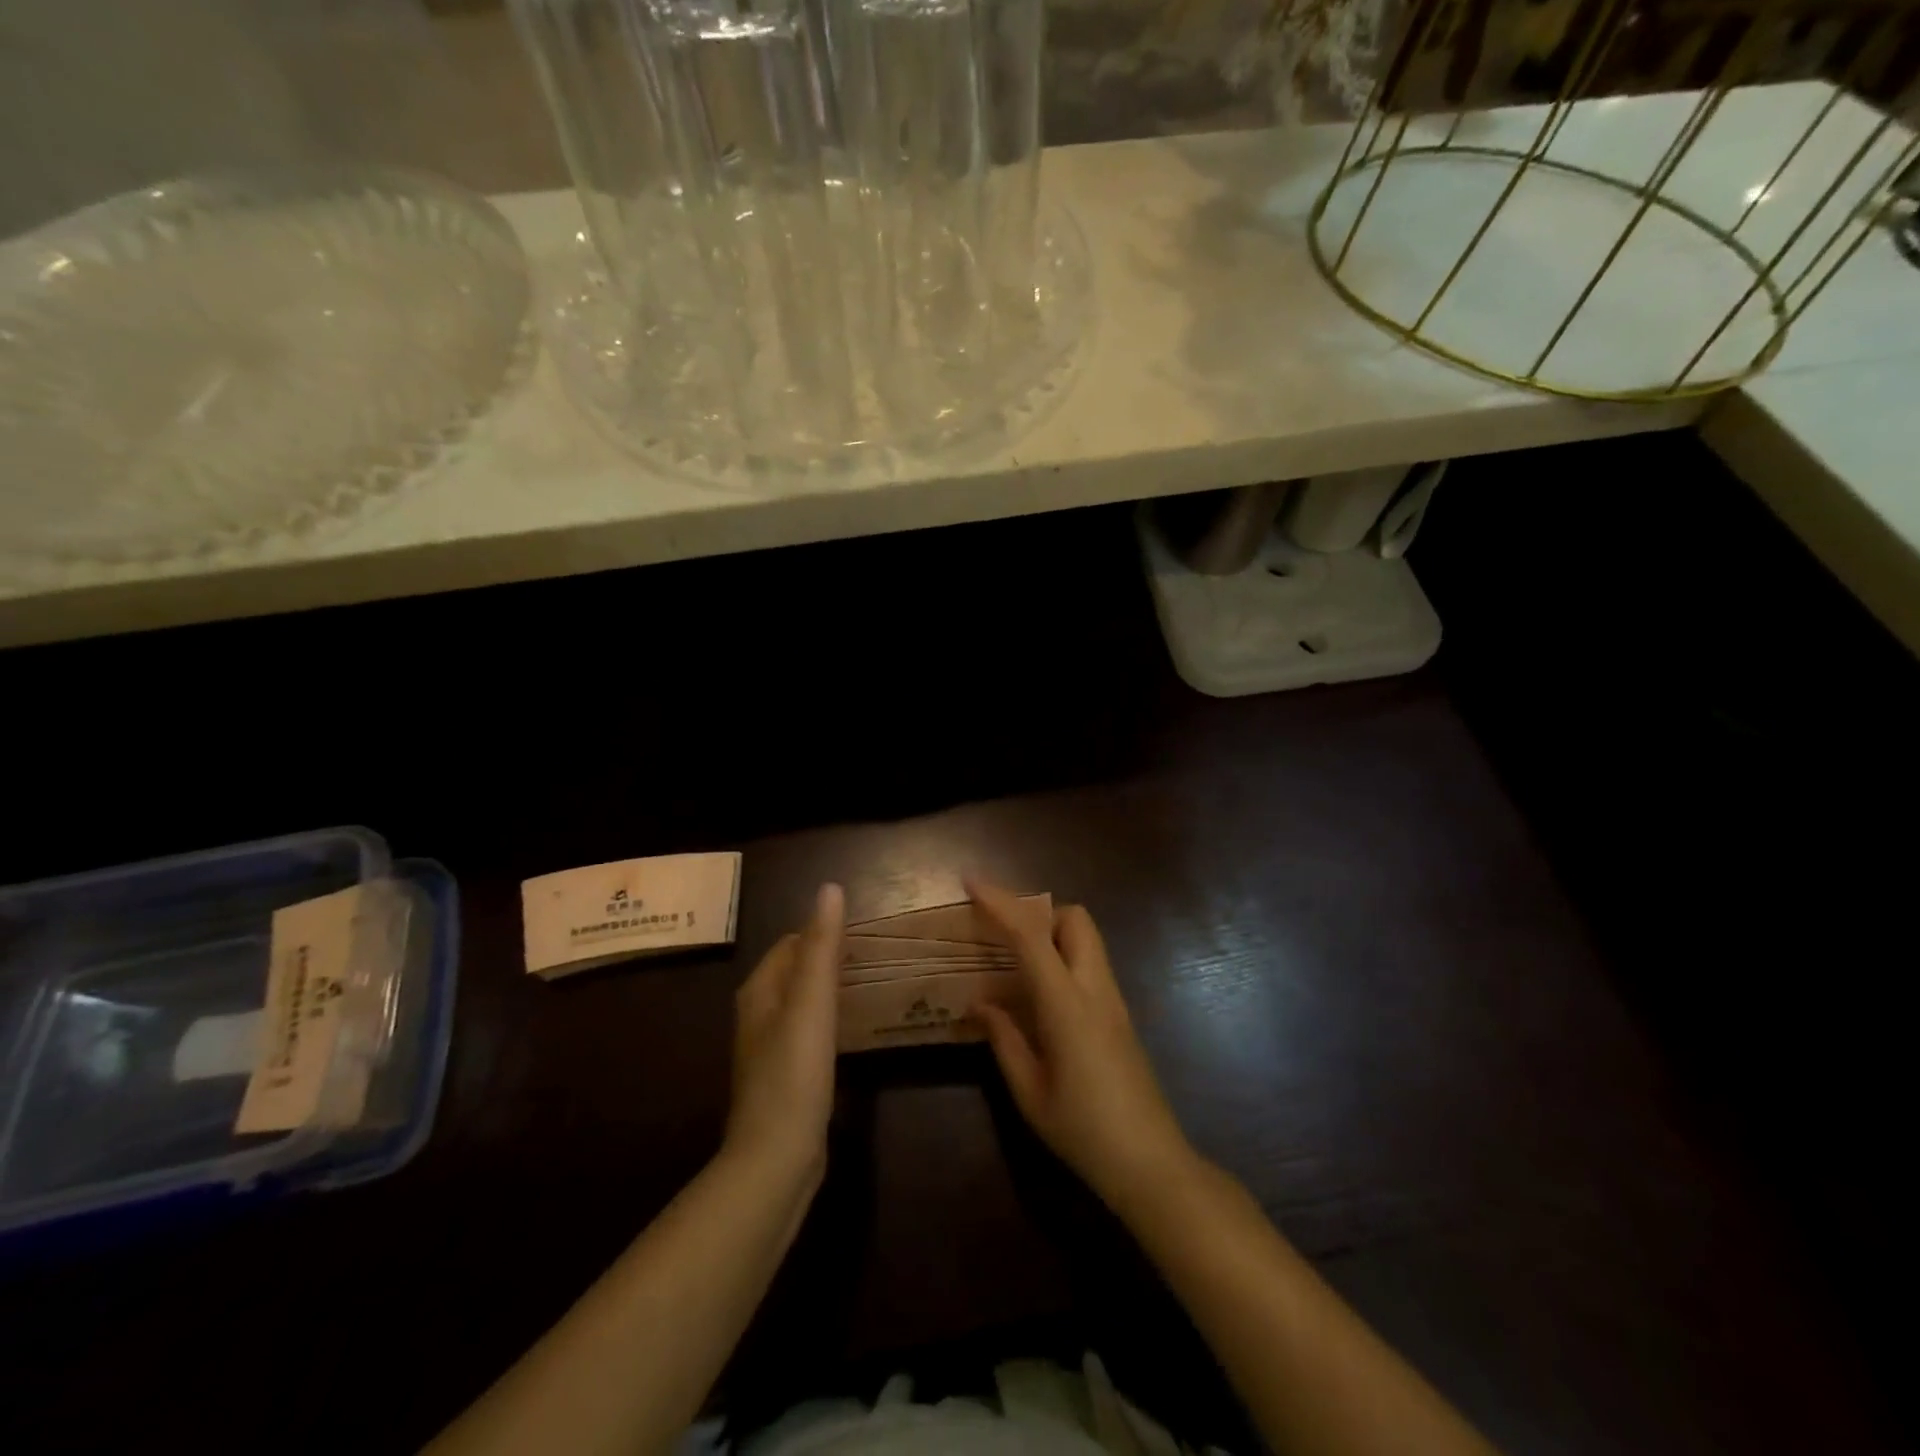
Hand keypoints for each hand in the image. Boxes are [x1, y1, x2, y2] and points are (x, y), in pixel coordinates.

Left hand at [725, 882, 843, 1183]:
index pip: (791, 944)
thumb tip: (830, 888)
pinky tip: (851, 1033)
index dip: (822, 934)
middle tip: (873, 959)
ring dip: (830, 991)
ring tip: (868, 988)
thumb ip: (822, 946)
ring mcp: (769, 1050)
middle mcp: (758, 1015)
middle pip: (795, 972)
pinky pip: (808, 1034)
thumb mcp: (812, 1002)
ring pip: (802, 1004)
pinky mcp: (785, 1079)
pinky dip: (829, 1023)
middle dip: (828, 961)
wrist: (775, 1158)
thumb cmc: (793, 1073)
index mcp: (759, 991)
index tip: (862, 934)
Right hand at [969, 879, 1198, 1214]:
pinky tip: (1040, 992)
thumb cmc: (1083, 1131)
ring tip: (1015, 960)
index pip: (1032, 936)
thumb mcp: (1029, 1092)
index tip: (972, 883)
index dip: (1001, 903)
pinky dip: (1063, 956)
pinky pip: (1090, 963)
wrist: (1151, 1163)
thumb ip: (1003, 1039)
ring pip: (1087, 938)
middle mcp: (1095, 989)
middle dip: (1038, 911)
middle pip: (1075, 918)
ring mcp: (1114, 999)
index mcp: (1067, 1005)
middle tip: (1003, 934)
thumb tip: (980, 1003)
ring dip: (1052, 931)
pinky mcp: (1121, 1013)